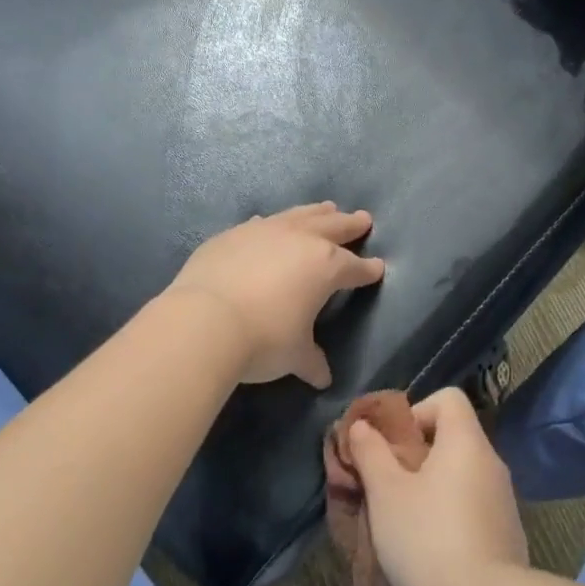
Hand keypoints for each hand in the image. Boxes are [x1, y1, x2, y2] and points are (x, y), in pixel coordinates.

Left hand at [165, 202, 386, 387]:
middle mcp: (300, 240)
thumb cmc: (264, 339)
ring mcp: (265, 231)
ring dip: (316, 212)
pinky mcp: (233, 234)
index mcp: (325, 267)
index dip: (367, 270)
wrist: (206, 320)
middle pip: (333, 227)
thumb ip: (311, 361)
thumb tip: (322, 377)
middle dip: (350, 225)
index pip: (354, 268)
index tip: (378, 268)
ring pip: (300, 215)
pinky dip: (273, 224)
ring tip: (327, 208)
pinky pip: (262, 223)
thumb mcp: (294, 355)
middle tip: (363, 219)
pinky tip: (270, 224)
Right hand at [346, 388, 528, 585]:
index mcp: (466, 441)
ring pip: (461, 477)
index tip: (394, 446)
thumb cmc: (428, 538)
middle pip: (452, 438)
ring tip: (403, 523)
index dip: (417, 411)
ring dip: (432, 490)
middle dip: (417, 457)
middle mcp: (491, 462)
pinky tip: (430, 553)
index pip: (448, 398)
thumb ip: (371, 453)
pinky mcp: (508, 536)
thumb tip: (362, 425)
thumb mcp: (386, 493)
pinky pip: (473, 510)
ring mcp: (504, 501)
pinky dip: (451, 518)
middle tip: (388, 487)